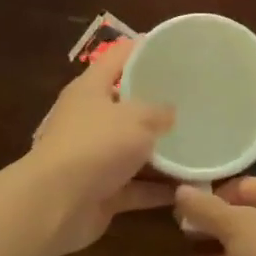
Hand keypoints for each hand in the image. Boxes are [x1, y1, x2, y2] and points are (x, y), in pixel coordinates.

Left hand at [30, 41, 174, 252]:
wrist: (55, 206)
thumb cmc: (96, 145)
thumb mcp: (137, 118)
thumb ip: (159, 111)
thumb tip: (170, 112)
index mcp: (91, 89)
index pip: (118, 57)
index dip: (144, 49)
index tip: (174, 49)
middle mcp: (89, 119)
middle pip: (127, 105)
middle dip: (159, 105)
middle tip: (195, 101)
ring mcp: (94, 157)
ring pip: (133, 149)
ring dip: (162, 153)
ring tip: (199, 145)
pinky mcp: (100, 191)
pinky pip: (136, 187)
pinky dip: (157, 189)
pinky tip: (188, 188)